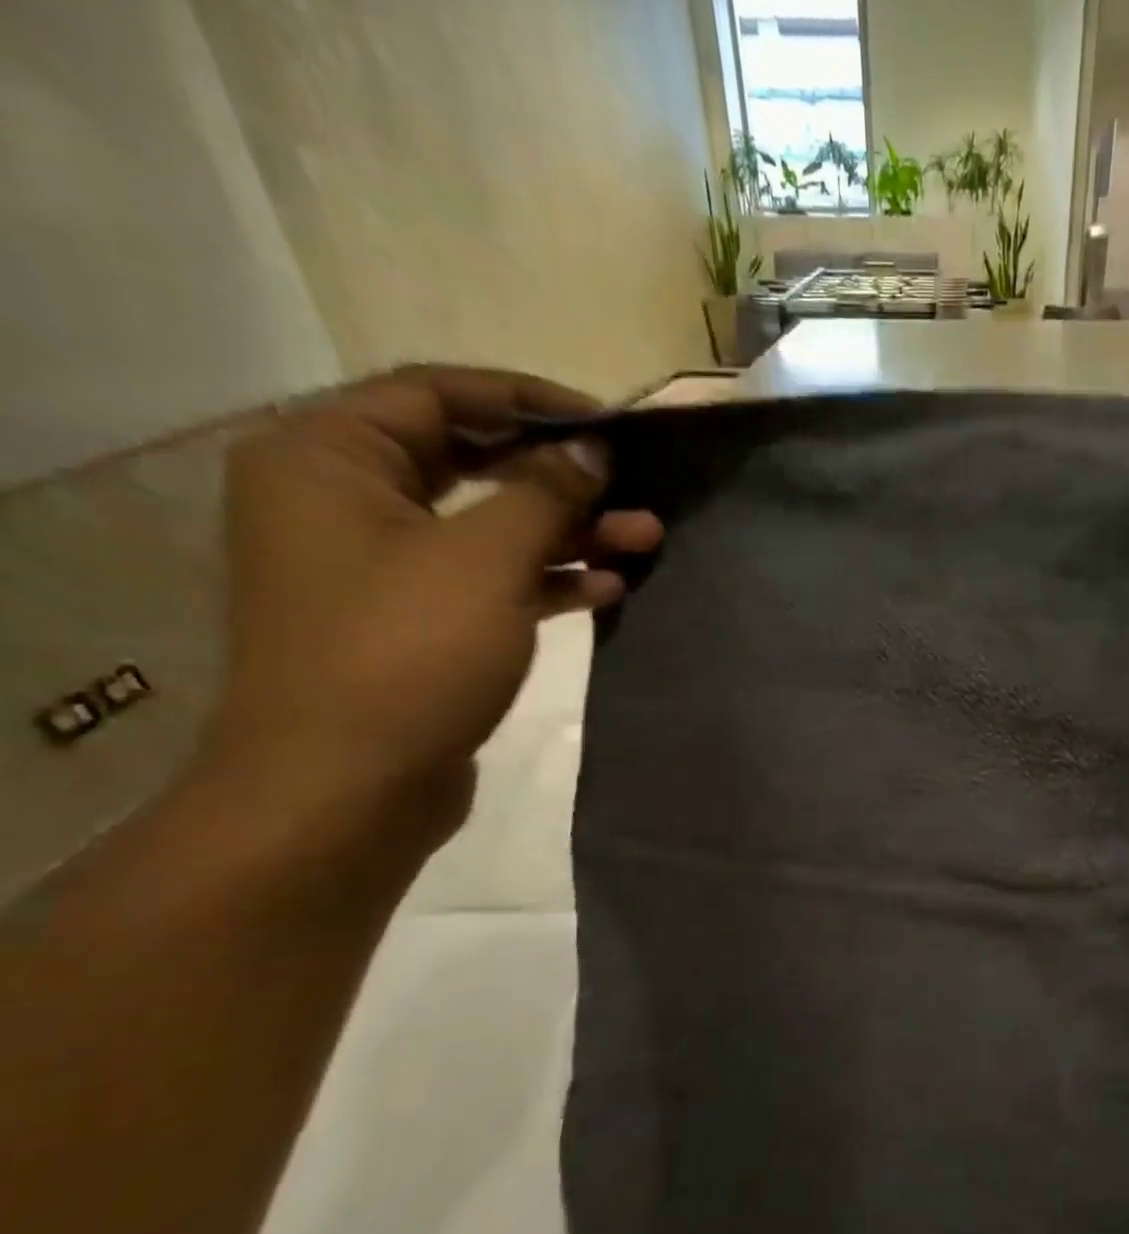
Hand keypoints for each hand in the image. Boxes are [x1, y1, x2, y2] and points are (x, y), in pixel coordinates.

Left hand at [202, 365, 660, 840]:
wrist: (345, 790)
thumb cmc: (405, 654)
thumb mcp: (485, 560)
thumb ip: (543, 493)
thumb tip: (591, 450)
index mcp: (329, 458)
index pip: (438, 393)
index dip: (530, 401)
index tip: (607, 425)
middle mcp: (345, 500)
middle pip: (471, 461)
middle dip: (561, 479)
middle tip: (634, 488)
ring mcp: (381, 566)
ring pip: (488, 526)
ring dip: (567, 532)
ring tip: (645, 539)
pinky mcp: (415, 622)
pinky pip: (487, 579)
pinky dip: (544, 579)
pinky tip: (607, 588)